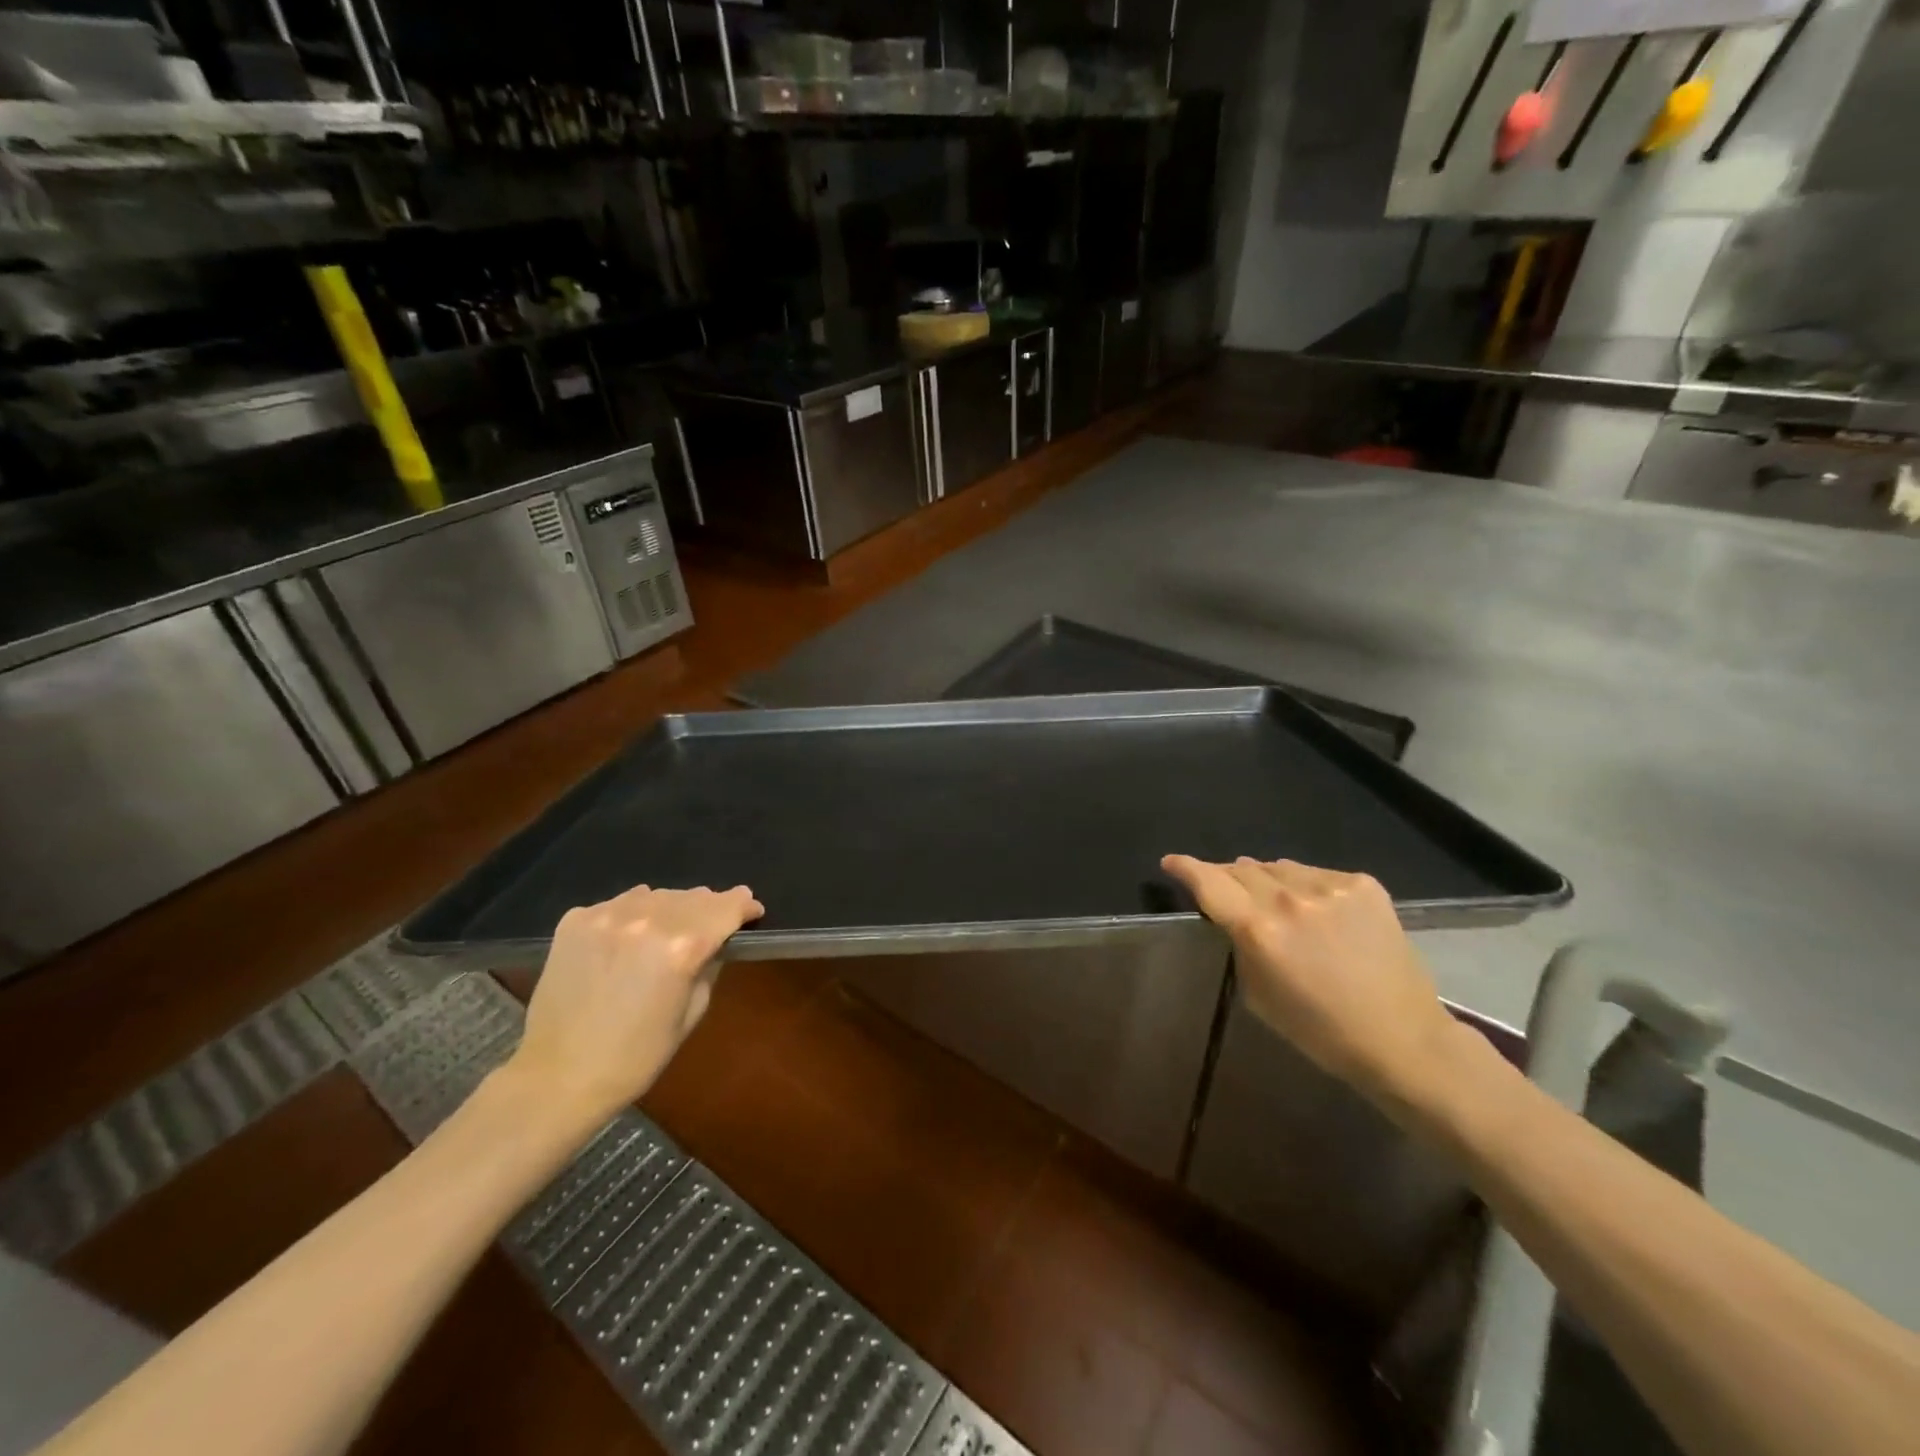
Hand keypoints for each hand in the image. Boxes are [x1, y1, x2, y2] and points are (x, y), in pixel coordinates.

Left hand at [505, 884, 763, 1125]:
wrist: (558, 1077)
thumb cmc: (637, 1056)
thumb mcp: (691, 1013)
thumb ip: (709, 965)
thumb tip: (718, 940)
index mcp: (681, 947)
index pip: (726, 907)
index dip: (744, 906)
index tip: (752, 910)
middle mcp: (647, 921)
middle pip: (693, 896)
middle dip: (711, 906)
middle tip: (716, 920)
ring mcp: (607, 916)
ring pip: (656, 894)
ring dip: (672, 907)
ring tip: (671, 927)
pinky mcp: (576, 920)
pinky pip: (619, 904)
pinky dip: (634, 913)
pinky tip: (630, 936)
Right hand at [1161, 856, 1464, 1110]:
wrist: (1403, 1039)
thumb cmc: (1320, 1030)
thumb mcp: (1258, 993)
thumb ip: (1239, 944)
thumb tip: (1234, 912)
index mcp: (1259, 930)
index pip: (1209, 883)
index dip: (1185, 868)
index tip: (1171, 862)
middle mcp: (1290, 899)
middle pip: (1241, 869)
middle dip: (1225, 876)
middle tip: (1224, 890)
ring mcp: (1330, 887)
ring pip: (1278, 867)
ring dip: (1265, 879)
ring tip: (1271, 900)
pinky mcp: (1362, 884)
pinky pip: (1315, 873)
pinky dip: (1304, 885)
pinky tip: (1315, 910)